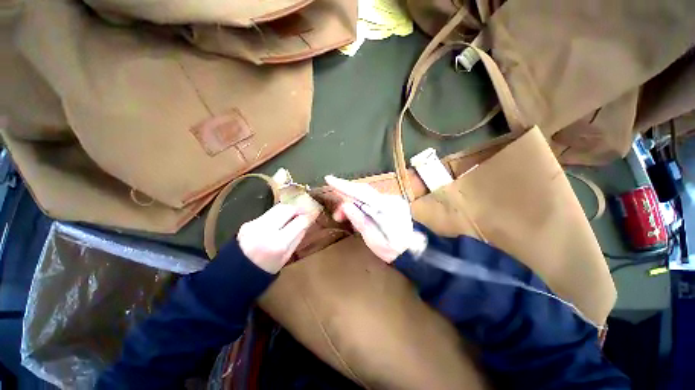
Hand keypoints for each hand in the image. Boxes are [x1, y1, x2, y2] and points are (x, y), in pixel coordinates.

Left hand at [237, 203, 316, 273]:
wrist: (231, 277)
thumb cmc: (264, 272)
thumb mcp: (286, 258)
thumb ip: (297, 238)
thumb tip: (306, 222)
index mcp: (278, 243)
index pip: (299, 222)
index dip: (309, 215)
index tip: (315, 211)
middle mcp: (265, 230)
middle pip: (287, 208)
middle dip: (298, 207)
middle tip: (305, 209)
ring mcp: (254, 224)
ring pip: (277, 207)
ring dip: (288, 208)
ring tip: (295, 212)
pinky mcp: (248, 222)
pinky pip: (268, 213)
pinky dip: (278, 214)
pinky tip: (280, 219)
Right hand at [326, 175, 414, 262]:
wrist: (412, 251)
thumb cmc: (391, 249)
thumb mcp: (373, 239)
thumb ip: (360, 221)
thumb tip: (345, 205)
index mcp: (386, 209)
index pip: (361, 193)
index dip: (344, 186)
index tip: (329, 179)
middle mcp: (391, 199)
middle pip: (363, 190)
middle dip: (346, 192)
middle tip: (334, 200)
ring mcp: (392, 199)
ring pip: (366, 194)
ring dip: (352, 200)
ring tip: (342, 215)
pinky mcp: (392, 201)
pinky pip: (372, 198)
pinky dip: (360, 202)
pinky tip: (355, 211)